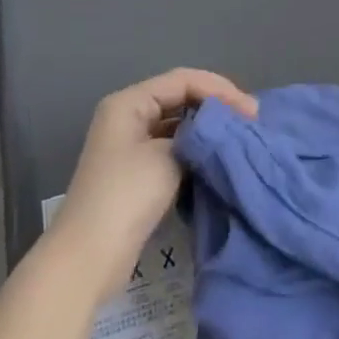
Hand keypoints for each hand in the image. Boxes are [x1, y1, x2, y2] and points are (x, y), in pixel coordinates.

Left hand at [49, 68, 257, 293]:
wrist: (87, 259)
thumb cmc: (125, 197)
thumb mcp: (166, 157)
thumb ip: (196, 135)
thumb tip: (218, 132)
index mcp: (129, 102)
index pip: (183, 80)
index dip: (220, 90)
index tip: (251, 111)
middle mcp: (128, 116)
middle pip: (180, 97)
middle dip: (216, 106)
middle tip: (250, 122)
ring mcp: (131, 146)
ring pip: (178, 124)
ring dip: (207, 129)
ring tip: (240, 137)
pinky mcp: (138, 173)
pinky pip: (173, 148)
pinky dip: (196, 150)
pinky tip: (218, 158)